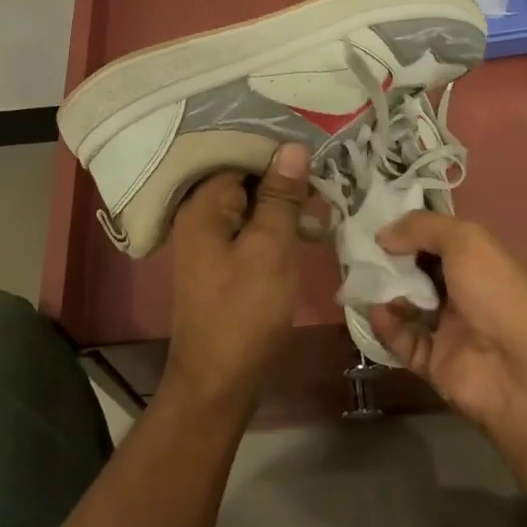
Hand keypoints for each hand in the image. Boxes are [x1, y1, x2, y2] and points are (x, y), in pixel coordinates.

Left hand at [161, 142, 309, 418]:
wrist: (218, 382)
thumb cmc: (245, 312)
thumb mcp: (270, 248)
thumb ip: (281, 196)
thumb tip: (292, 145)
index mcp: (203, 203)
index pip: (239, 153)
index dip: (276, 148)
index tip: (316, 143)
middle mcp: (200, 214)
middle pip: (244, 176)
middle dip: (284, 173)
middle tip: (327, 171)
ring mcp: (210, 238)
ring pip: (251, 203)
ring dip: (284, 200)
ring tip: (325, 197)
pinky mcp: (223, 260)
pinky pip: (251, 226)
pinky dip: (277, 223)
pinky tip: (308, 227)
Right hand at [367, 213, 526, 434]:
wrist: (514, 371)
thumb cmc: (495, 294)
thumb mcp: (465, 240)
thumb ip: (422, 227)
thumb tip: (383, 235)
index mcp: (481, 263)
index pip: (442, 240)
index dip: (413, 231)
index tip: (383, 225)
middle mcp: (466, 293)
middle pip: (420, 271)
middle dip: (393, 261)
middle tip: (364, 252)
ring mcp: (449, 329)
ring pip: (408, 304)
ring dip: (385, 291)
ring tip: (364, 279)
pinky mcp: (433, 360)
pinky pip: (401, 338)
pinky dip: (386, 325)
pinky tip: (375, 310)